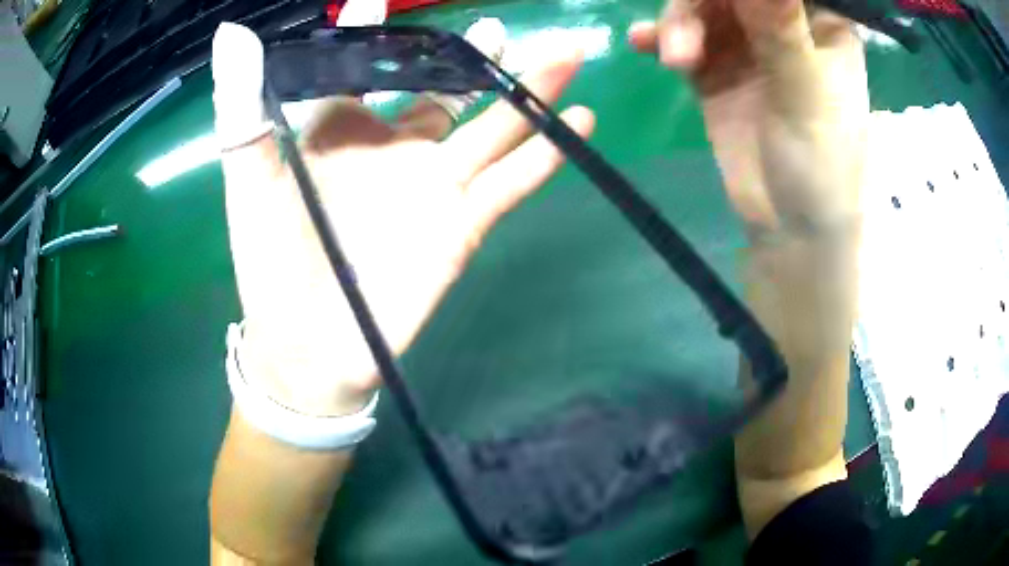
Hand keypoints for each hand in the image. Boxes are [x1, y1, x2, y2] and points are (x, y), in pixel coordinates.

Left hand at [213, 23, 593, 415]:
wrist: (308, 349)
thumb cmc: (269, 263)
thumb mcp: (249, 180)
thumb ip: (243, 108)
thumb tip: (232, 35)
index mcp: (340, 130)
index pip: (362, 64)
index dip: (371, 28)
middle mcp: (393, 146)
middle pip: (446, 88)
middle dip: (477, 55)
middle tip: (500, 26)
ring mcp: (433, 185)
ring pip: (493, 125)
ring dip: (531, 90)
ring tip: (565, 52)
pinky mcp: (461, 225)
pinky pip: (510, 181)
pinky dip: (544, 154)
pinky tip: (578, 119)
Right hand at [629, 0, 867, 239]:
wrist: (790, 227)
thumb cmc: (821, 164)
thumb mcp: (806, 93)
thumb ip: (779, 27)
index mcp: (819, 23)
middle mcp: (782, 24)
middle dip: (699, 2)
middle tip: (686, 34)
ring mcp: (747, 44)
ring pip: (701, 8)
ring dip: (679, 24)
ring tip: (677, 60)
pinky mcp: (716, 69)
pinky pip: (683, 38)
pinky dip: (660, 37)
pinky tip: (642, 43)